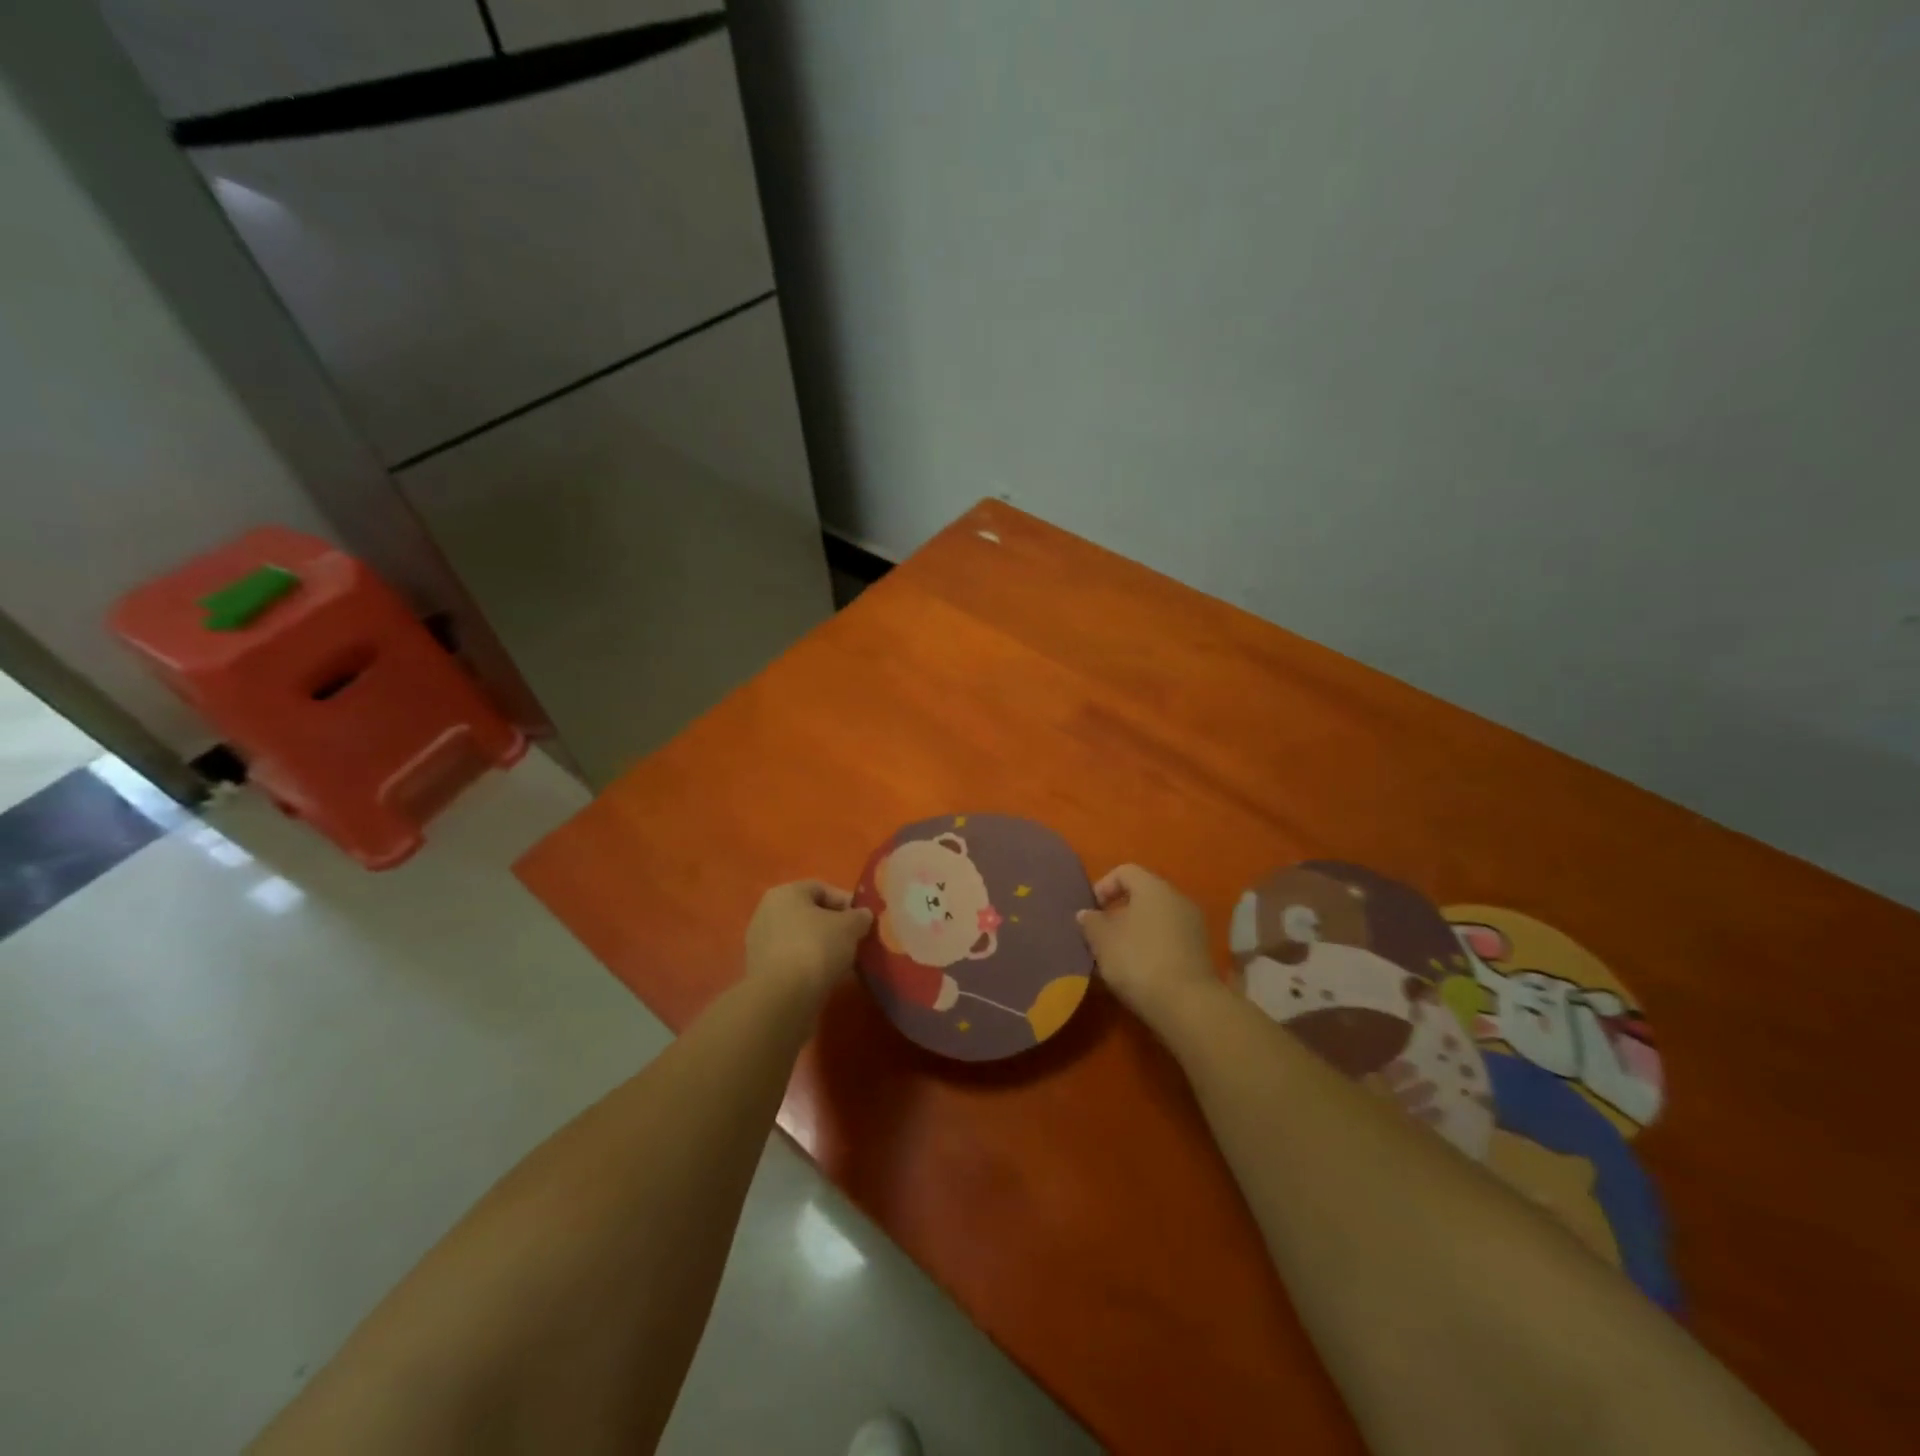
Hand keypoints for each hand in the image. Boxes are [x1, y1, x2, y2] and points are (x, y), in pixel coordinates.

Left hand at [745, 881, 872, 1000]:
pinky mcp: (760, 972)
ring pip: (801, 939)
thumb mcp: (850, 927)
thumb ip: (859, 917)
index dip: (846, 902)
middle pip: (810, 914)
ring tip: (844, 963)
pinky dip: (809, 966)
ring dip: (823, 948)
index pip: (822, 889)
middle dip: (835, 927)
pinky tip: (826, 978)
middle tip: (856, 941)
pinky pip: (792, 960)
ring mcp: (761, 943)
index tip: (864, 920)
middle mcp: (767, 912)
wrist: (782, 998)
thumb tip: (863, 916)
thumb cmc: (816, 948)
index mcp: (785, 893)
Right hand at [1076, 864, 1219, 1023]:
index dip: (1103, 886)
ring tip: (1118, 956)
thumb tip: (1087, 914)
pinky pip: (1170, 938)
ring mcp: (1193, 925)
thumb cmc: (1138, 961)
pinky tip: (1140, 970)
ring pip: (1157, 918)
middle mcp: (1178, 898)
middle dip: (1119, 912)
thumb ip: (1091, 922)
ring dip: (1136, 931)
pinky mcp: (1201, 951)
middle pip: (1143, 895)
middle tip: (1101, 935)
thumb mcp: (1103, 941)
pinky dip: (1153, 947)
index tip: (1091, 912)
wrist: (1187, 1005)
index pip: (1125, 871)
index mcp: (1154, 887)